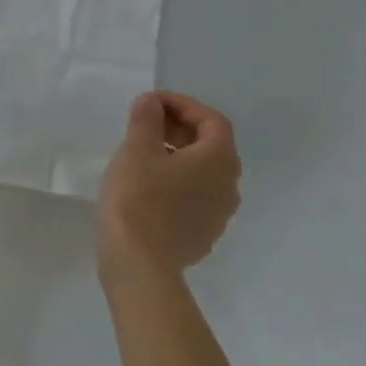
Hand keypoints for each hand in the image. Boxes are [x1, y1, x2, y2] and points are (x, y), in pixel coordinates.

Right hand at [99, 92, 240, 280]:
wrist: (139, 262)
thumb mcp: (136, 151)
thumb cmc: (138, 198)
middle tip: (144, 124)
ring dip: (178, 157)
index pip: (211, 119)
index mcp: (218, 159)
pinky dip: (175, 182)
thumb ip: (146, 120)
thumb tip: (151, 102)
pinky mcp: (203, 233)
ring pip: (202, 173)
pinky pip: (194, 197)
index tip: (150, 102)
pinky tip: (147, 188)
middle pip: (210, 145)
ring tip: (142, 155)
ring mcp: (219, 212)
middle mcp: (229, 184)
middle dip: (179, 129)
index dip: (182, 104)